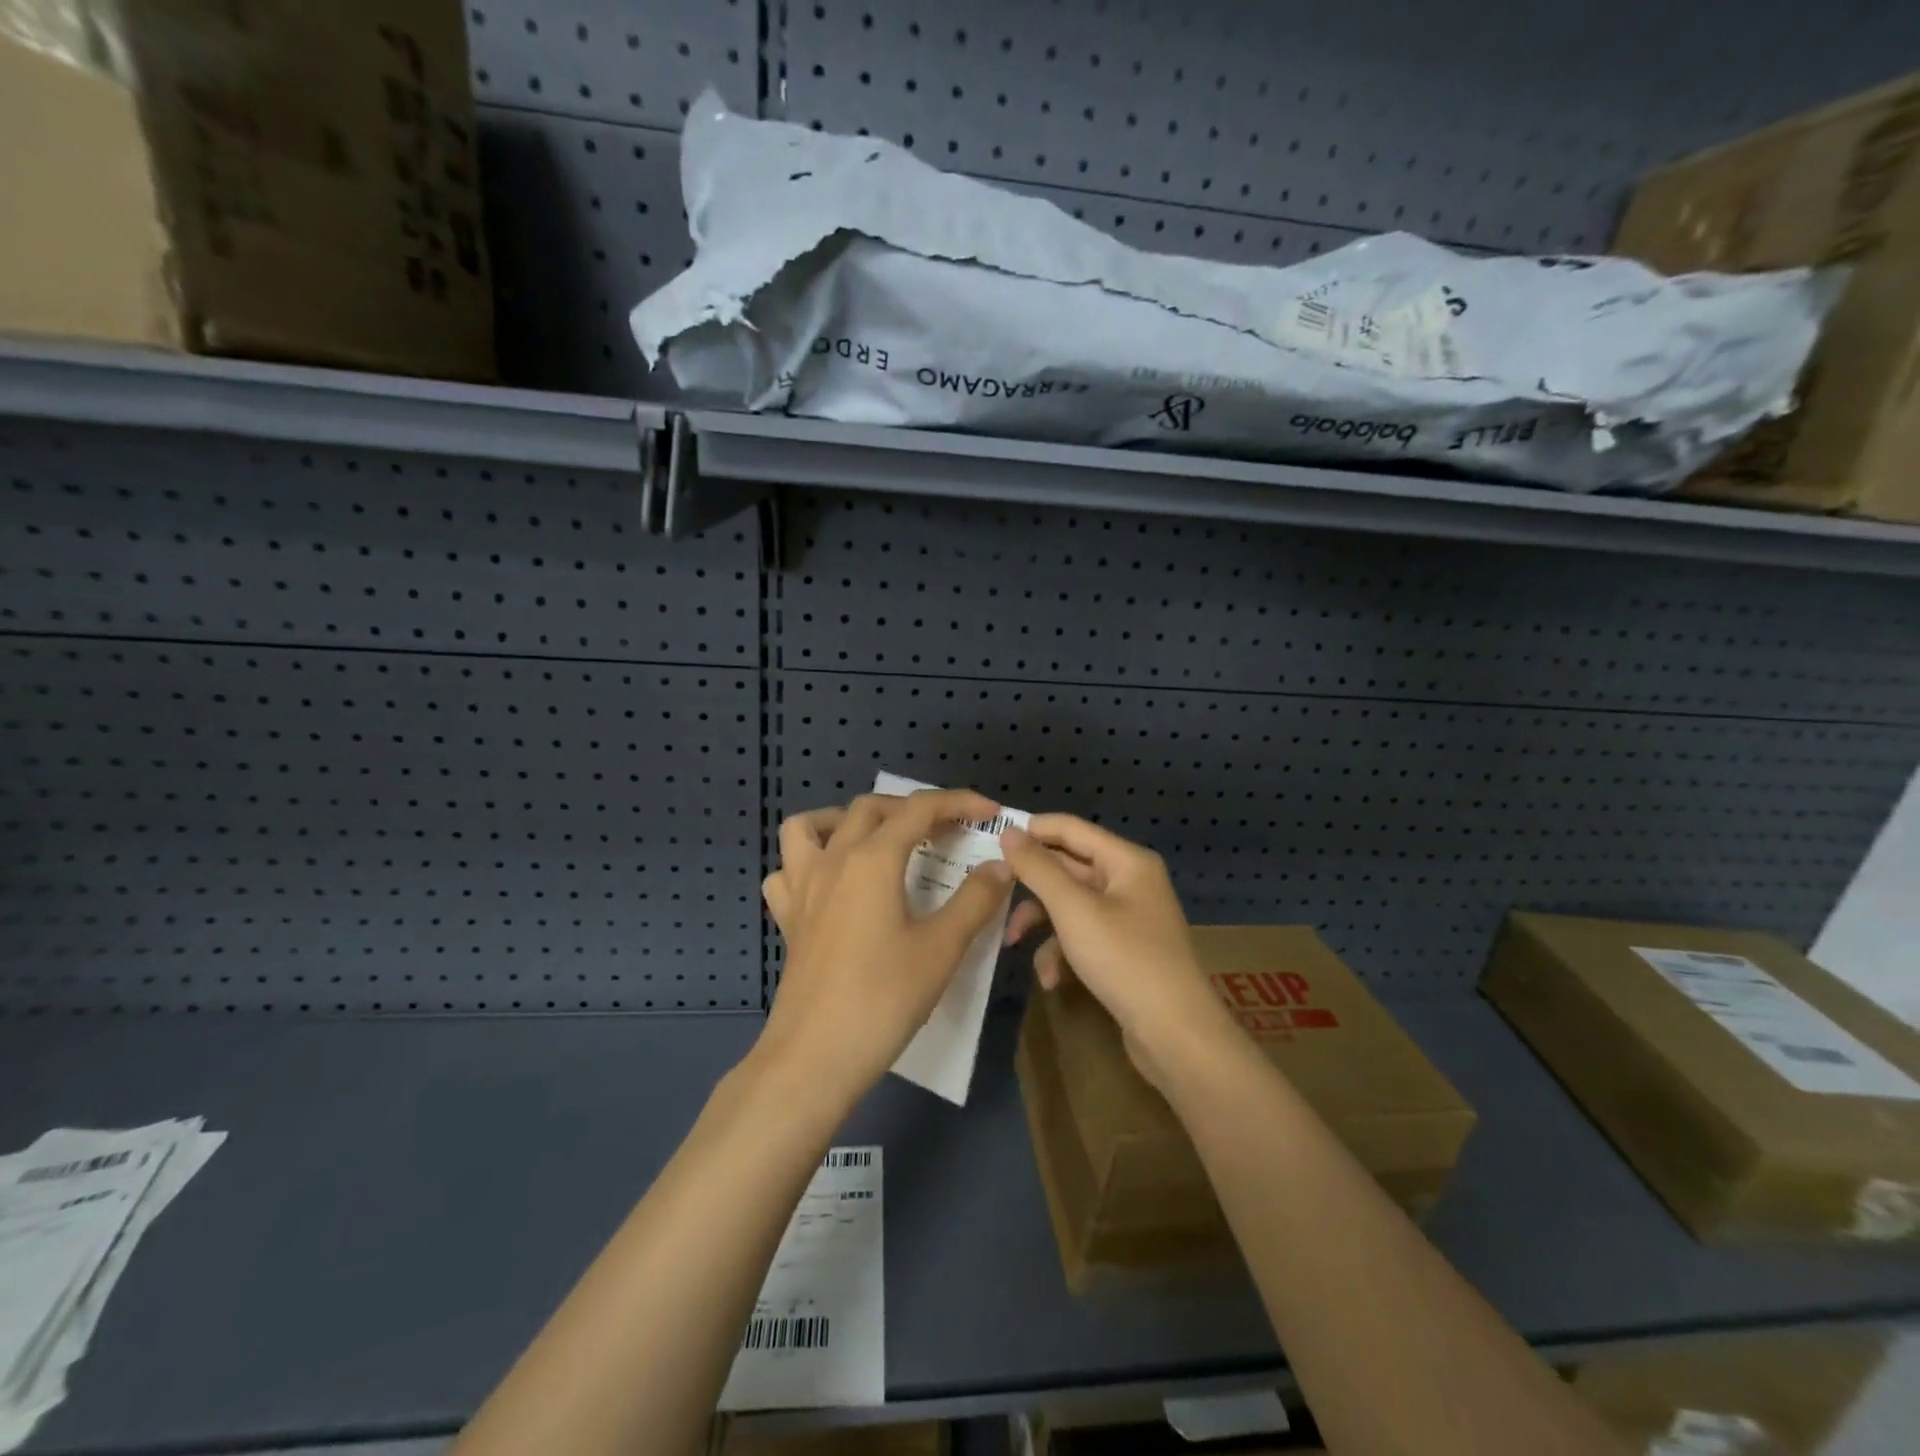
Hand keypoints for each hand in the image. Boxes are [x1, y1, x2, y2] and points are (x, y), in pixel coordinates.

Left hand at [756, 789, 1013, 1105]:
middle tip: (946, 831)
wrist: (815, 1056)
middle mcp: (833, 860)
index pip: (919, 810)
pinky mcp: (788, 918)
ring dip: (847, 820)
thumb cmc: (883, 998)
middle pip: (871, 808)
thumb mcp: (942, 949)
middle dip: (912, 809)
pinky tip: (831, 883)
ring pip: (812, 826)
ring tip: (877, 840)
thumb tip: (999, 865)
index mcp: (872, 859)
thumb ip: (975, 900)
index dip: (958, 802)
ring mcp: (802, 887)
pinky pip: (787, 871)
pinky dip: (807, 862)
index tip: (990, 811)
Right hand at [1000, 816, 1237, 1085]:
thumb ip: (1038, 868)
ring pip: (1071, 904)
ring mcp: (1128, 917)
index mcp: (1126, 860)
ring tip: (1011, 943)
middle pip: (1068, 867)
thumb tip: (1008, 831)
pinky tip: (1050, 979)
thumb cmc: (1125, 960)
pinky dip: (1062, 951)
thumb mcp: (1073, 910)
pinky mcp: (1124, 950)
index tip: (989, 841)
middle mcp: (1130, 881)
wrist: (1177, 1035)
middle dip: (1030, 884)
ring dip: (1041, 923)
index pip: (1070, 828)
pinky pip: (1083, 935)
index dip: (1031, 830)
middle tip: (990, 892)